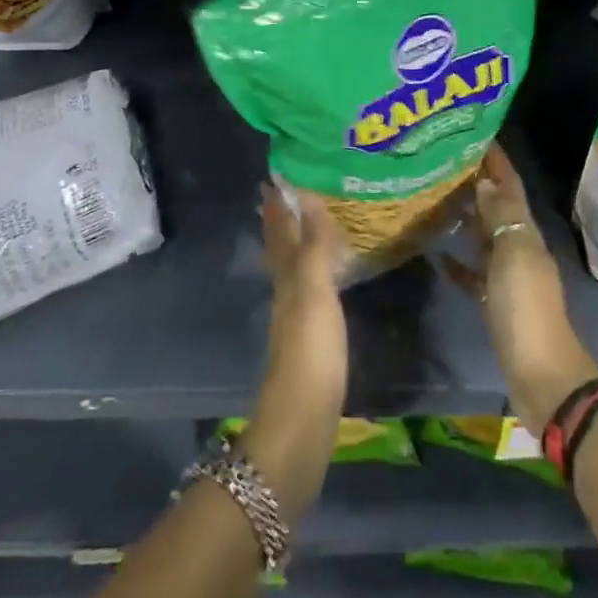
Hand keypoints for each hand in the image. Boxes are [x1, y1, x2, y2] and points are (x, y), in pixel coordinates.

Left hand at [244, 185, 349, 515]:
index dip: (277, 206)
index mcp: (286, 277)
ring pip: (293, 268)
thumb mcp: (313, 291)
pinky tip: (323, 278)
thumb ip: (312, 245)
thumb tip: (306, 194)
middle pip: (281, 249)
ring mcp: (296, 318)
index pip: (279, 232)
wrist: (303, 420)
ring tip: (307, 224)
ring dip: (296, 244)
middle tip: (287, 193)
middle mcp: (286, 292)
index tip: (274, 177)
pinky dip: (313, 272)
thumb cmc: (310, 350)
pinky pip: (309, 290)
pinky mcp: (311, 339)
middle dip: (282, 220)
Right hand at [446, 144, 597, 431]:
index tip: (476, 133)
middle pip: (498, 208)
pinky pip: (475, 274)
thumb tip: (486, 180)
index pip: (511, 187)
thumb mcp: (515, 255)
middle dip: (478, 183)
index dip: (497, 161)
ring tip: (437, 198)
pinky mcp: (496, 303)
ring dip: (467, 218)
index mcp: (527, 233)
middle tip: (445, 162)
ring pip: (485, 238)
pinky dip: (459, 263)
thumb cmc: (526, 308)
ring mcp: (508, 277)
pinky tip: (437, 256)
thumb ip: (501, 217)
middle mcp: (520, 248)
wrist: (540, 372)